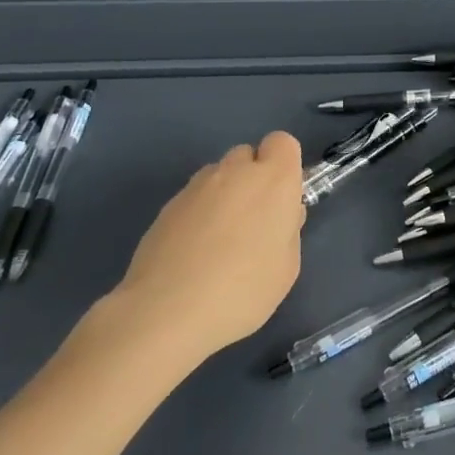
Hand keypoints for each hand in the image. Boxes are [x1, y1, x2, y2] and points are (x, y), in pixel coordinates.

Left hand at [101, 131, 305, 362]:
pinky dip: (198, 214)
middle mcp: (235, 172)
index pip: (282, 142)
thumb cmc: (242, 291)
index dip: (284, 166)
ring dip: (224, 195)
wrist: (166, 311)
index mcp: (273, 180)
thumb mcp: (286, 268)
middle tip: (252, 223)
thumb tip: (279, 216)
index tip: (281, 199)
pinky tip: (192, 253)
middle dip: (252, 179)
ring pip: (218, 175)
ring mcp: (197, 186)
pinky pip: (193, 198)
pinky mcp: (167, 205)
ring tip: (217, 241)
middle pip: (248, 156)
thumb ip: (288, 230)